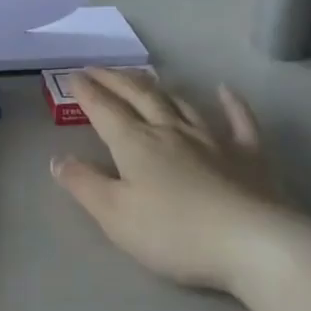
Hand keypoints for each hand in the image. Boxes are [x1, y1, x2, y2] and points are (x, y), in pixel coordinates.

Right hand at [51, 69, 283, 292]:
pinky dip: (231, 103)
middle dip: (115, 79)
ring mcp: (212, 139)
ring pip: (180, 103)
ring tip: (144, 77)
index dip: (86, 92)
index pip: (104, 109)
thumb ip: (84, 184)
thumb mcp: (115, 215)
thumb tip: (57, 158)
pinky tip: (224, 90)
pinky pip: (238, 120)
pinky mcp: (248, 155)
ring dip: (158, 87)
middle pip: (139, 95)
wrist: (252, 242)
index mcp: (135, 143)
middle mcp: (170, 130)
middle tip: (99, 68)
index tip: (73, 76)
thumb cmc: (174, 232)